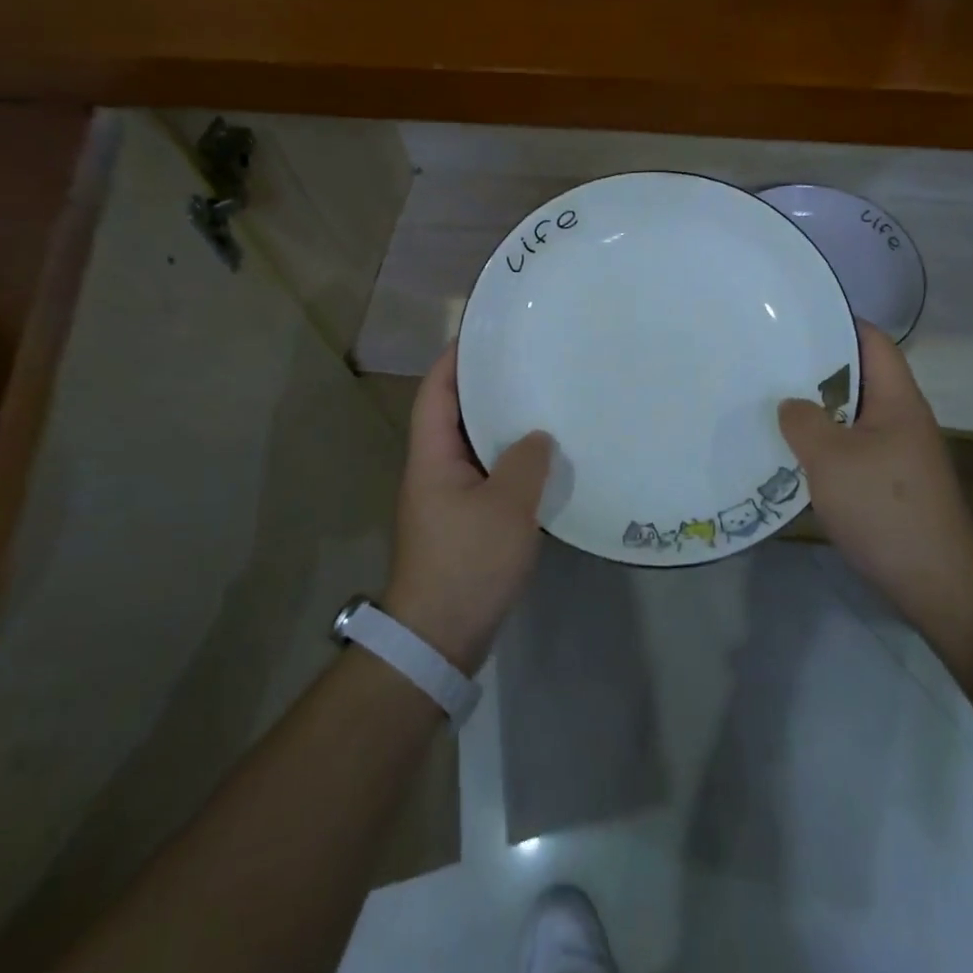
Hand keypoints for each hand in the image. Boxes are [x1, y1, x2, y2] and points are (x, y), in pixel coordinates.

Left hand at [384, 345, 552, 674]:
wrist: (439, 638)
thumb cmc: (467, 562)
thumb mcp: (506, 508)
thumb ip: (525, 463)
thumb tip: (537, 437)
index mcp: (432, 457)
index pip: (436, 393)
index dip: (454, 360)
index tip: (484, 334)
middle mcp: (433, 470)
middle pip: (454, 414)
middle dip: (484, 387)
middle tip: (525, 363)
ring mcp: (446, 498)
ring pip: (473, 447)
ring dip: (500, 426)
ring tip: (539, 402)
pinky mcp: (462, 522)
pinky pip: (485, 475)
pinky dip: (508, 461)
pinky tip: (540, 460)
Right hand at [778, 322, 972, 654]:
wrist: (938, 583)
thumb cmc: (886, 507)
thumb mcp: (832, 458)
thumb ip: (804, 421)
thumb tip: (791, 404)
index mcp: (896, 399)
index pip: (872, 341)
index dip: (837, 323)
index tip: (793, 320)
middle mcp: (901, 418)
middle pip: (858, 376)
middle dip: (815, 366)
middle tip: (769, 360)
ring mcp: (898, 452)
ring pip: (851, 414)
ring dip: (816, 408)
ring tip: (770, 401)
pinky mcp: (890, 483)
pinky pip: (851, 447)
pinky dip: (823, 443)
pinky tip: (791, 452)